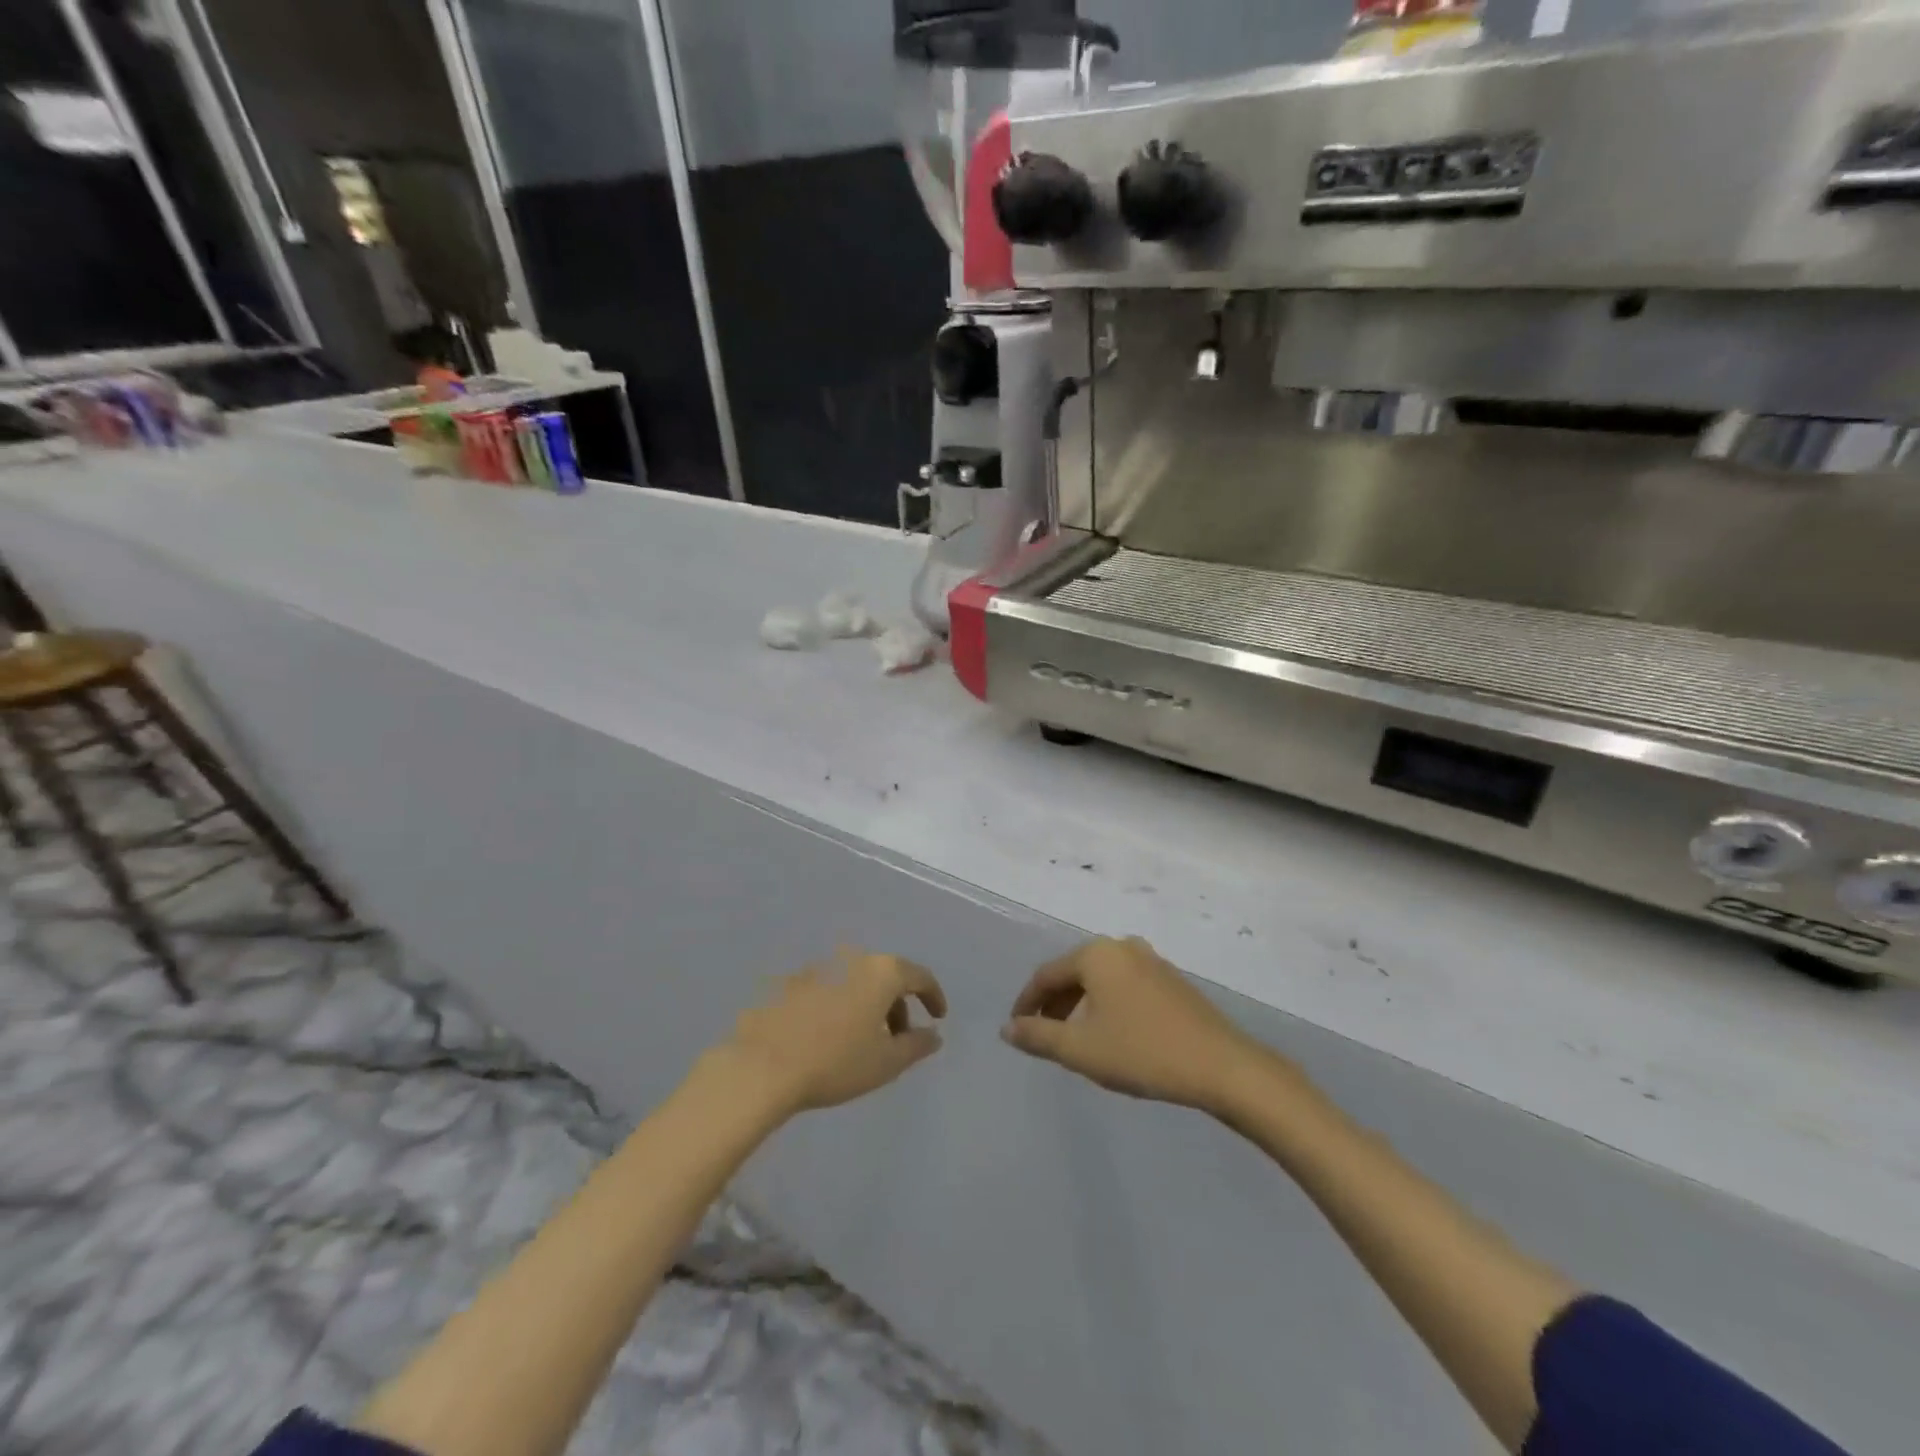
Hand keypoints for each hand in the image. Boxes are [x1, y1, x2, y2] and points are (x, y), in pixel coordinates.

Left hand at [715, 949, 946, 1117]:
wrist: (762, 1067)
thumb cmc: (835, 1062)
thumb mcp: (886, 1062)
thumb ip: (916, 1045)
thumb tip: (933, 1035)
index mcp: (881, 971)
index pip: (919, 976)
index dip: (933, 996)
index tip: (938, 1018)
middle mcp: (851, 959)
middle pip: (885, 977)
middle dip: (897, 1006)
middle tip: (898, 1040)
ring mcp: (817, 968)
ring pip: (855, 982)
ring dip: (866, 1006)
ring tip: (862, 1043)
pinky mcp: (790, 983)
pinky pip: (827, 990)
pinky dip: (837, 1007)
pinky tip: (827, 1038)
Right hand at [1002, 936, 1280, 1112]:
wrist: (1221, 1065)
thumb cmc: (1142, 1052)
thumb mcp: (1081, 1049)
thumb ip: (1038, 1036)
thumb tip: (1007, 1028)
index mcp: (1095, 954)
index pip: (1046, 975)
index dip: (1026, 1003)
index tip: (1015, 1029)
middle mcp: (1121, 946)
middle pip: (1074, 973)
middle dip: (1054, 1004)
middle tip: (1043, 1036)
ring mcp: (1151, 960)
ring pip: (1100, 979)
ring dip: (1081, 1006)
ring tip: (1075, 1039)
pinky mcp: (1172, 979)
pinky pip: (1125, 985)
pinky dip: (1108, 1005)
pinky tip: (1113, 1034)